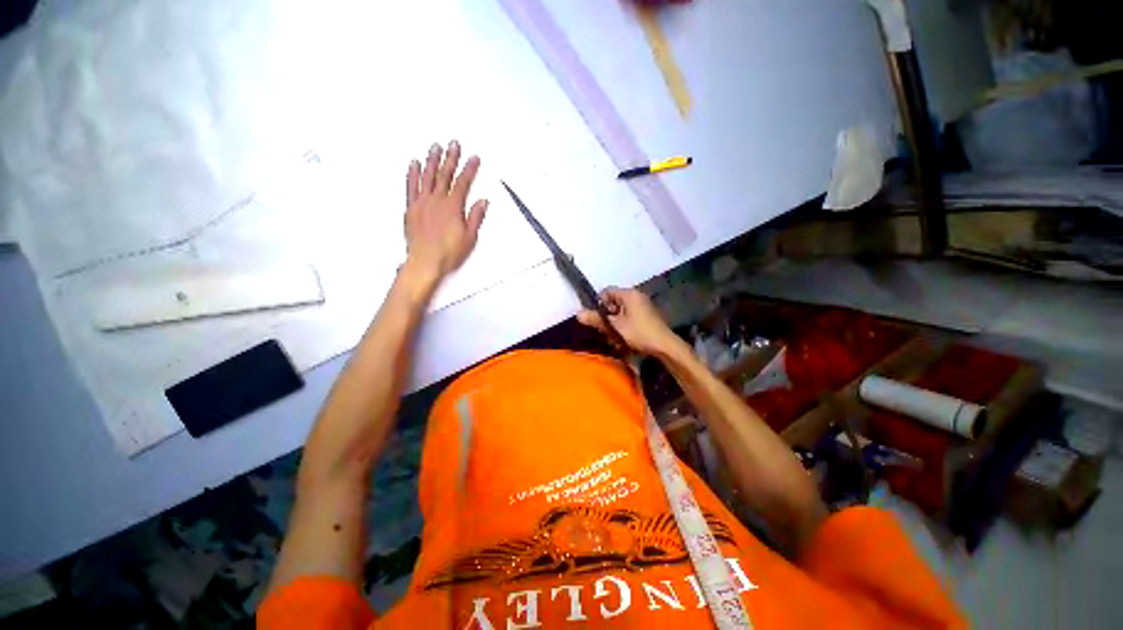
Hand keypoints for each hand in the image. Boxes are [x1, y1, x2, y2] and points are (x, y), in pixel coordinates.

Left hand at [403, 140, 487, 284]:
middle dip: (451, 158)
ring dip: (432, 160)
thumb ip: (475, 217)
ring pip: (428, 176)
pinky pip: (411, 186)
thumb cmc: (447, 253)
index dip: (469, 169)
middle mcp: (436, 201)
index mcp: (452, 207)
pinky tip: (414, 164)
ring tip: (435, 147)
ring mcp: (422, 203)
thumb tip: (482, 202)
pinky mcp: (411, 209)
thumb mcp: (470, 237)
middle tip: (454, 144)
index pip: (463, 183)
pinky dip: (413, 174)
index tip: (474, 159)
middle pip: (445, 175)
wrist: (425, 263)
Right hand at [576, 287, 679, 355]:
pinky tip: (624, 339)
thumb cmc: (639, 332)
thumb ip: (597, 319)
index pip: (607, 291)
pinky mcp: (646, 315)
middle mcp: (636, 296)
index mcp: (629, 294)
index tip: (598, 318)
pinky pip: (629, 317)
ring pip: (620, 312)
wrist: (665, 346)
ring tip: (615, 337)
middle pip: (613, 302)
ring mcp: (642, 306)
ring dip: (615, 324)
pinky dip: (624, 326)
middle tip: (606, 330)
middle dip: (607, 317)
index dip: (599, 304)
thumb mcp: (615, 326)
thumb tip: (578, 313)